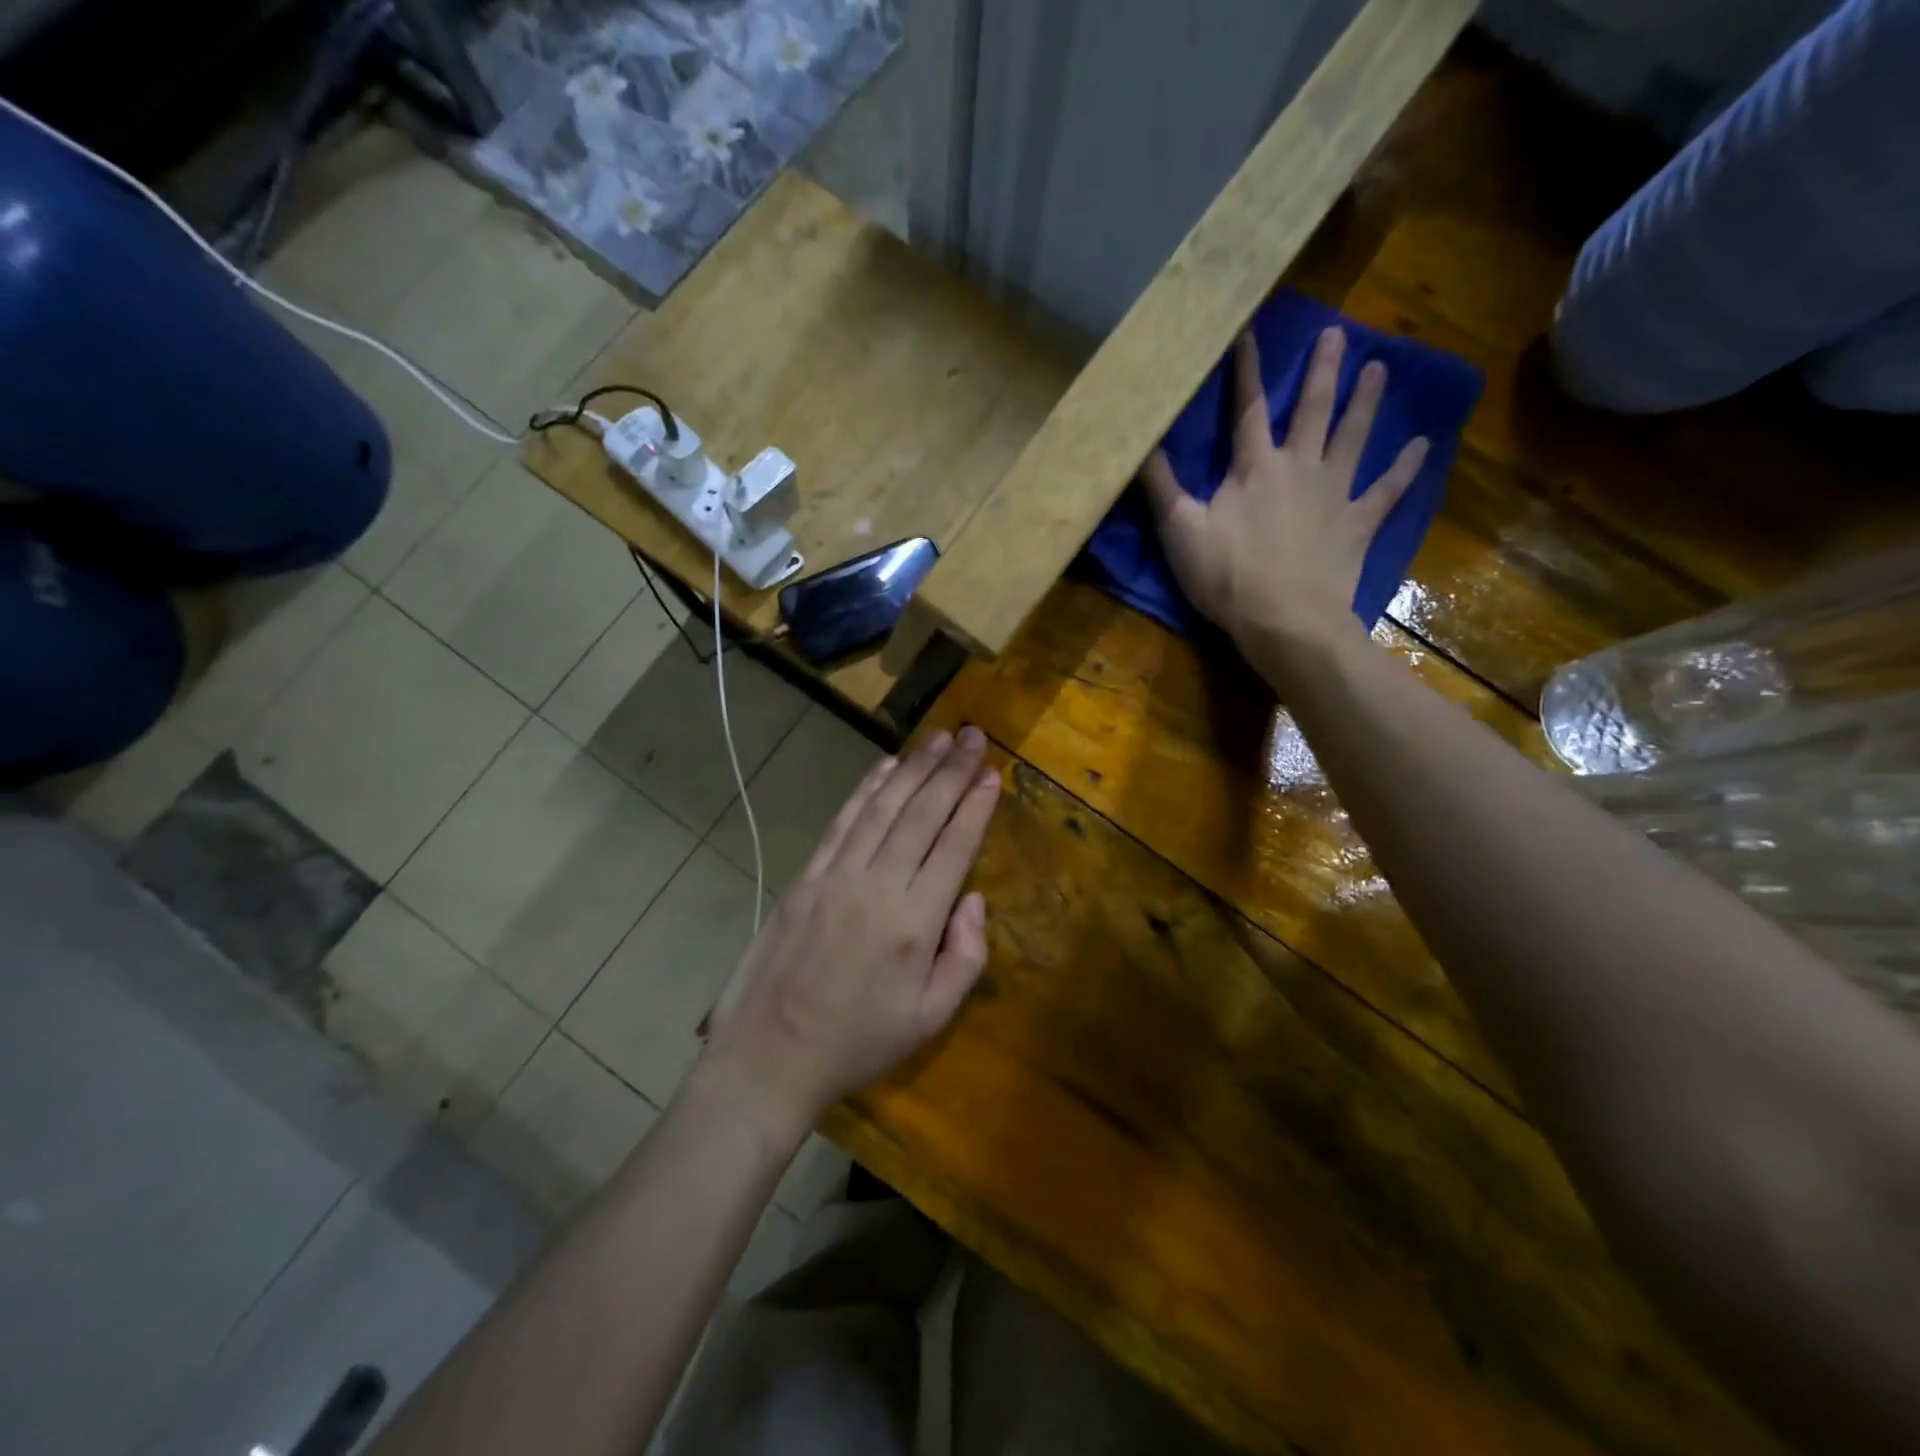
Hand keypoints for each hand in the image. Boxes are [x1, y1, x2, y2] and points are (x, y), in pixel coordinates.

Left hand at [696, 726, 1000, 1142]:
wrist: (769, 1056)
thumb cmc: (858, 1043)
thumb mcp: (930, 1019)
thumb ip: (965, 957)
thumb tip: (974, 899)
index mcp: (915, 922)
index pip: (954, 846)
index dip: (975, 805)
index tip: (992, 773)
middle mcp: (878, 885)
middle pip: (922, 814)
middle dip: (951, 770)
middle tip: (974, 735)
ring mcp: (837, 875)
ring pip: (883, 807)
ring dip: (913, 768)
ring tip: (939, 737)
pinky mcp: (807, 876)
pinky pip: (843, 821)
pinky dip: (866, 789)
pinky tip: (885, 767)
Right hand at [1142, 326, 1427, 651]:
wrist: (1285, 620)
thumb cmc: (1227, 577)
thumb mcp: (1180, 532)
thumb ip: (1161, 487)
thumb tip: (1139, 444)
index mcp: (1254, 468)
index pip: (1248, 409)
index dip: (1247, 371)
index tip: (1249, 331)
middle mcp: (1299, 468)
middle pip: (1313, 410)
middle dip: (1322, 370)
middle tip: (1336, 333)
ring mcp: (1334, 494)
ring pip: (1354, 437)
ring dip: (1365, 401)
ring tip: (1379, 368)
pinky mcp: (1357, 524)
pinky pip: (1387, 490)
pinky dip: (1405, 468)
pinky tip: (1422, 445)